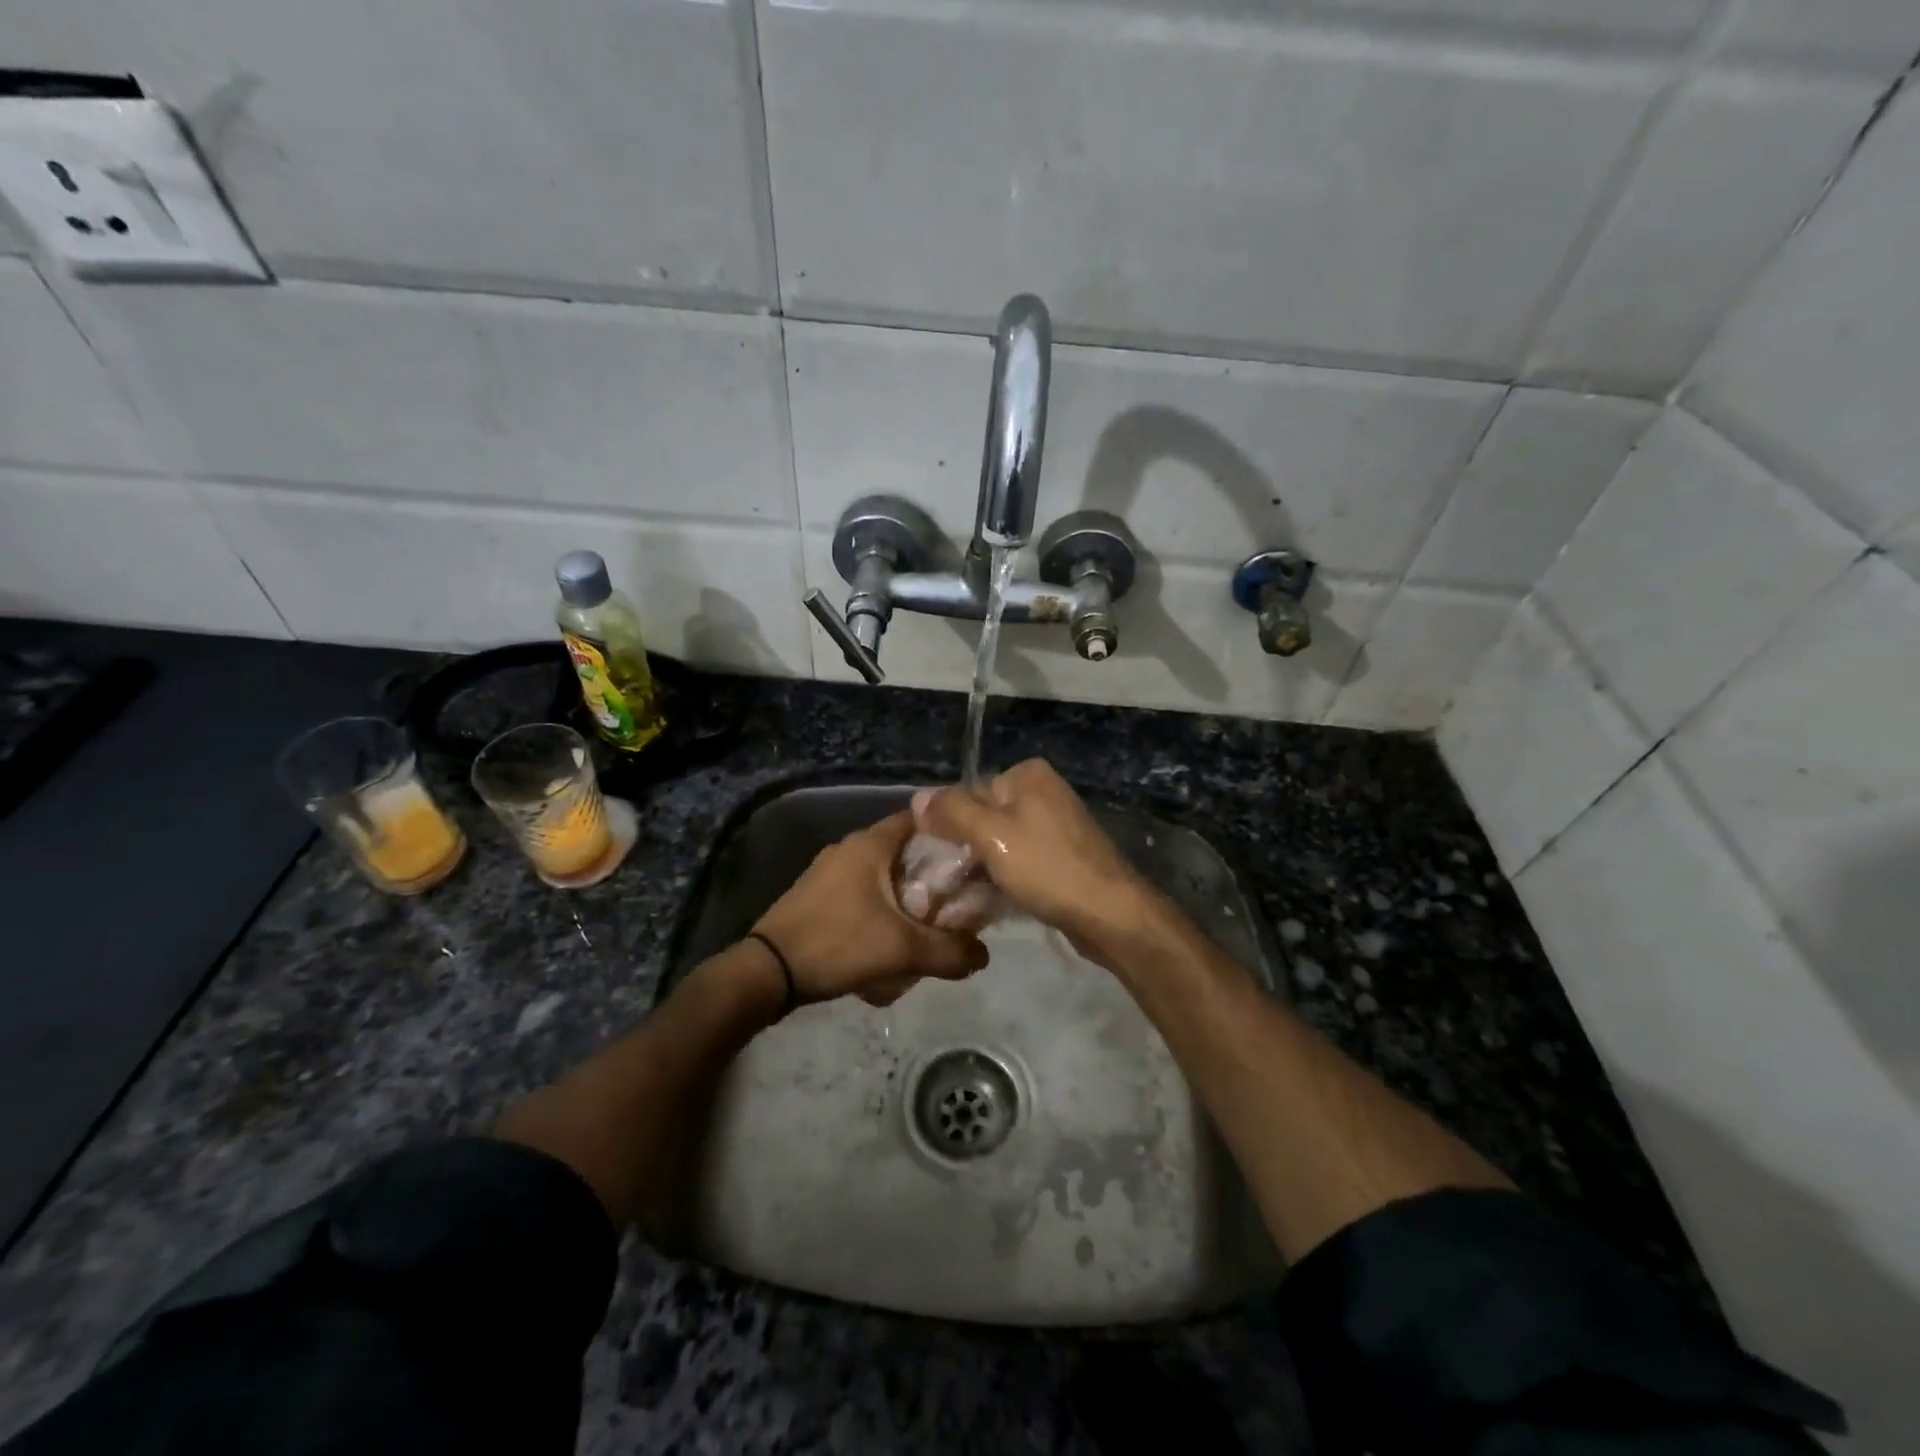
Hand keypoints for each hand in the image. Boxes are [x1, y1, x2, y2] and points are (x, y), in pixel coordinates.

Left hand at [753, 811, 988, 1007]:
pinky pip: (860, 889)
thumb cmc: (838, 944)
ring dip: (905, 892)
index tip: (972, 857)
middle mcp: (848, 848)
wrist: (768, 971)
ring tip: (928, 921)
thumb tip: (984, 956)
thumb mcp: (903, 950)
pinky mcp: (815, 893)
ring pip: (881, 872)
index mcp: (870, 844)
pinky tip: (889, 935)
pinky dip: (881, 904)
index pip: (918, 820)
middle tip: (956, 898)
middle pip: (902, 849)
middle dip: (930, 872)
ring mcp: (827, 870)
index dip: (948, 834)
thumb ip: (949, 952)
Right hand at [912, 760, 1156, 965]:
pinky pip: (1019, 863)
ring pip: (999, 845)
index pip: (968, 793)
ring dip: (977, 870)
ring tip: (956, 901)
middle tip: (940, 887)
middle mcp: (1042, 793)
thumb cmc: (1047, 867)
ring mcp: (1054, 827)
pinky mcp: (1060, 859)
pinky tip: (984, 904)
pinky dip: (1000, 880)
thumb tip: (917, 797)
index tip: (933, 863)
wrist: (1110, 914)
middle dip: (961, 852)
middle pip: (983, 818)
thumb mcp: (991, 834)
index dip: (947, 827)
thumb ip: (952, 812)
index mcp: (1027, 776)